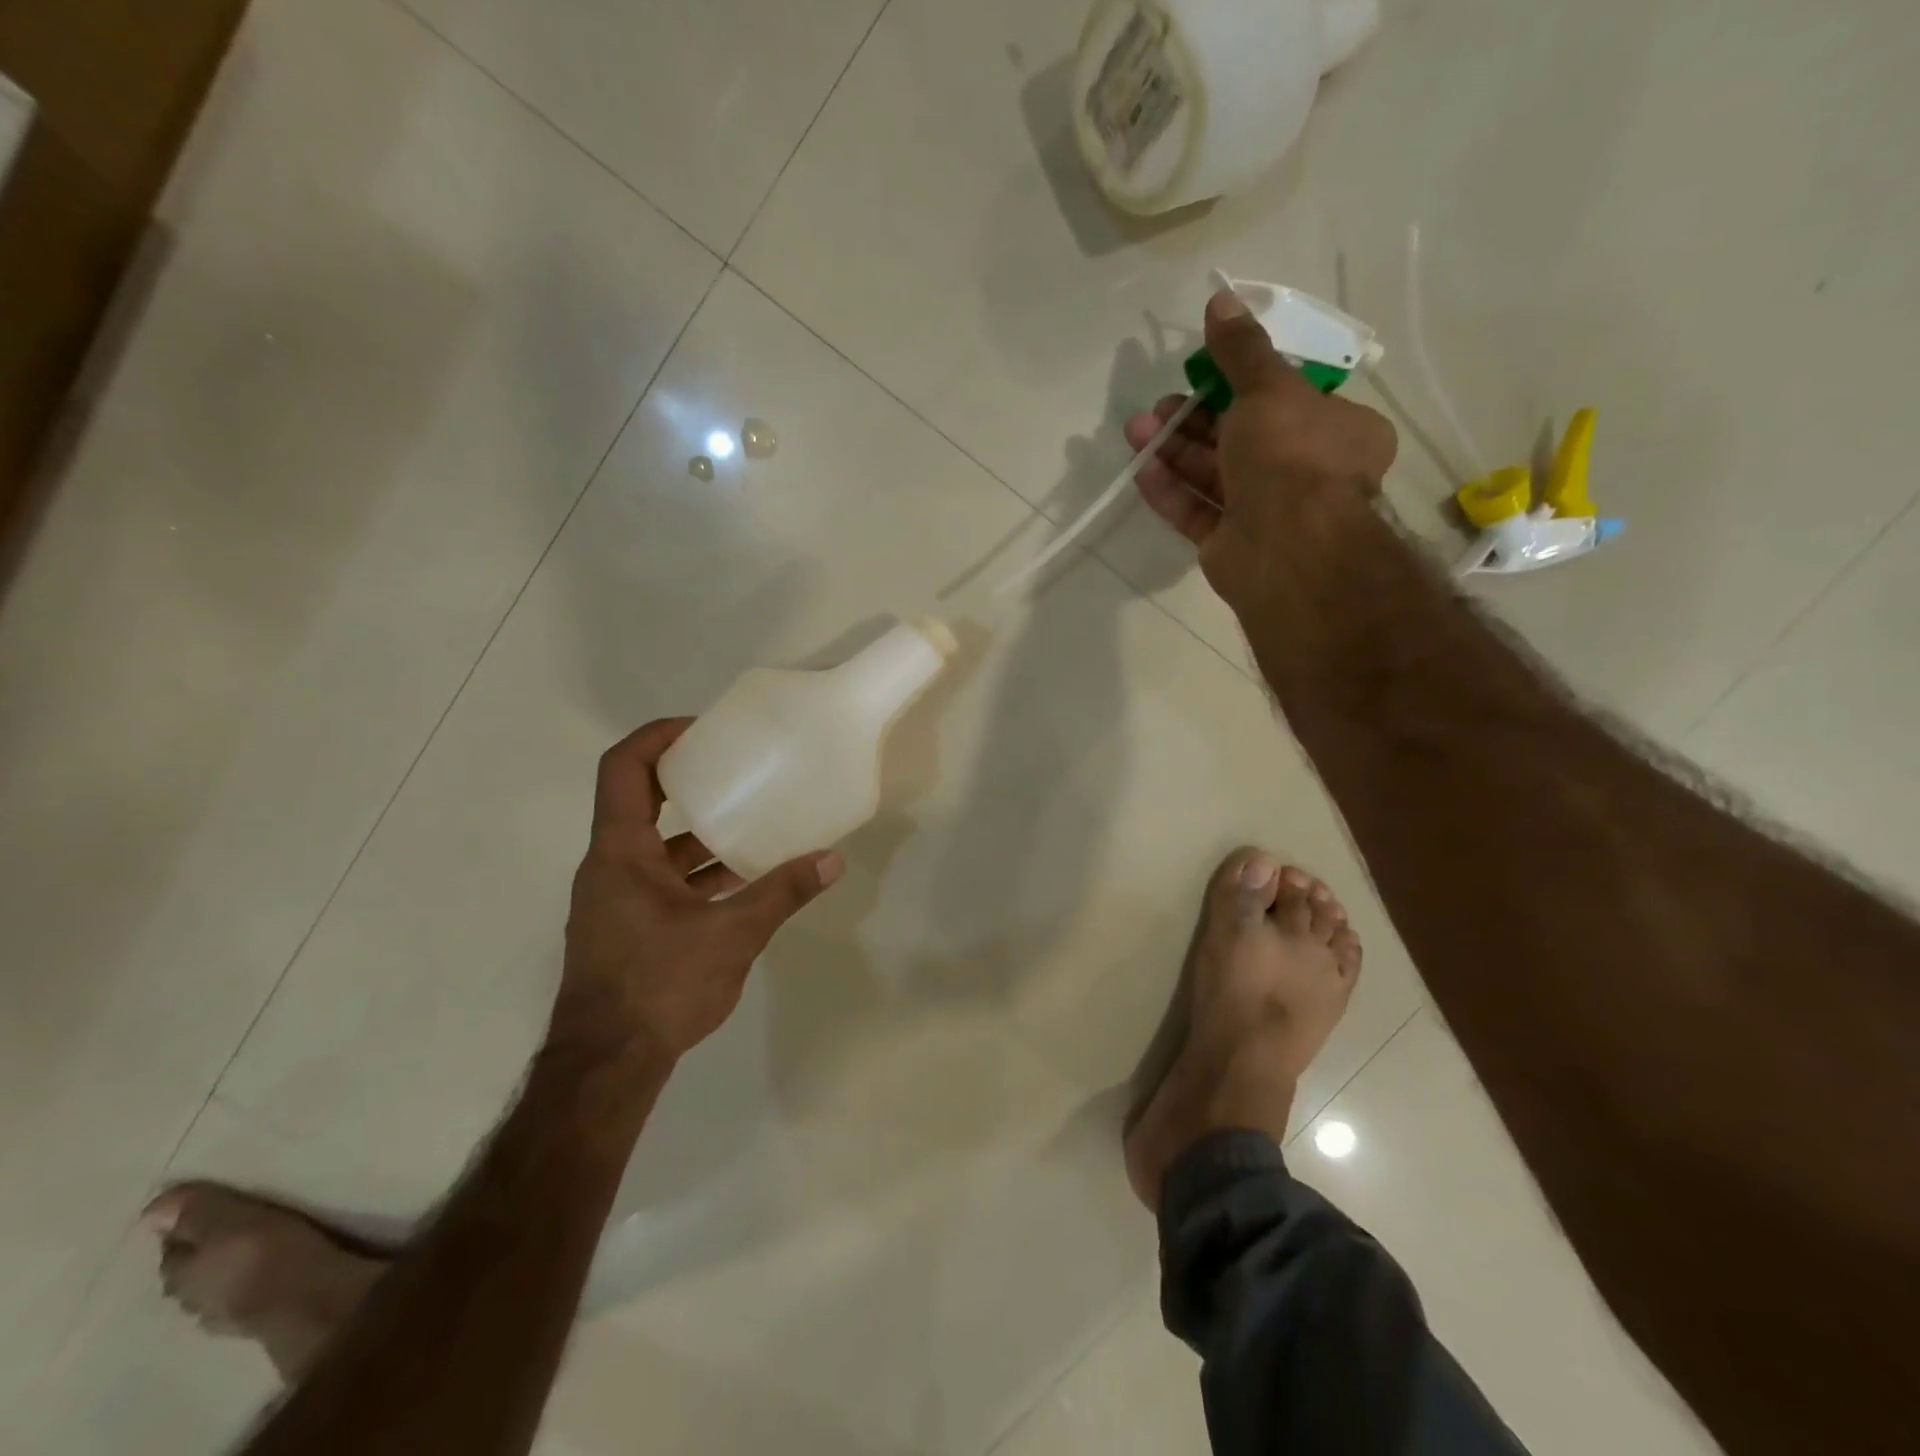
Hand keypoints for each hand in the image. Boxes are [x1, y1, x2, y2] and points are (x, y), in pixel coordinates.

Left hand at [554, 717, 843, 1064]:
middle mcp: (609, 866)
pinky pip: (660, 880)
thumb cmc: (660, 985)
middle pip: (640, 801)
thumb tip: (832, 858)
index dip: (657, 737)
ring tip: (750, 822)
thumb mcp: (732, 934)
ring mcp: (614, 900)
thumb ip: (782, 893)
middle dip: (687, 781)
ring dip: (697, 833)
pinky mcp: (625, 928)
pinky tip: (739, 882)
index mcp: (620, 851)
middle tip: (735, 768)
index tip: (702, 729)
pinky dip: (695, 872)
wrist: (606, 1066)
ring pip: (655, 847)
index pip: (623, 768)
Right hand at [1124, 289, 1397, 610]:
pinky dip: (1171, 490)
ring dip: (1174, 450)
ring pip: (1213, 474)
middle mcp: (1304, 472)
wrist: (1285, 547)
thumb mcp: (1269, 388)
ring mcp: (1265, 512)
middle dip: (1194, 419)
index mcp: (1336, 431)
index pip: (1287, 400)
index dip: (1242, 384)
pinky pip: (1197, 511)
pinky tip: (1141, 468)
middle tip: (1160, 405)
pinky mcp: (1231, 544)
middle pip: (1240, 437)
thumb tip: (1221, 299)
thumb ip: (1241, 350)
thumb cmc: (1291, 455)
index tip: (1205, 371)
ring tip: (1135, 429)